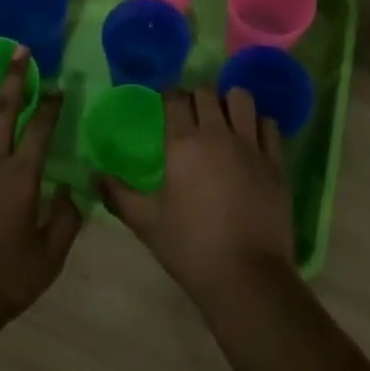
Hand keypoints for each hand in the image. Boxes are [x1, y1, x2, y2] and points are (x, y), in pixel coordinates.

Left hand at [0, 47, 81, 333]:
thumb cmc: (4, 281)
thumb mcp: (49, 259)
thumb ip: (66, 222)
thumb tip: (74, 192)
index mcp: (22, 178)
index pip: (40, 130)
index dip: (50, 105)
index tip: (57, 85)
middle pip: (4, 111)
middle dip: (15, 78)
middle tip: (21, 50)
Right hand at [100, 86, 294, 305]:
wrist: (247, 278)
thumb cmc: (191, 248)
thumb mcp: (147, 223)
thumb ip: (118, 194)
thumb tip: (93, 175)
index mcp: (183, 143)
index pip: (175, 97)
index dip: (169, 96)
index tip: (166, 106)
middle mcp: (217, 134)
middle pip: (207, 92)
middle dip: (198, 96)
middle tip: (193, 115)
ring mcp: (251, 146)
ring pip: (242, 98)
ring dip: (230, 102)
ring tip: (225, 120)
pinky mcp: (276, 163)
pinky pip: (269, 125)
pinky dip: (259, 124)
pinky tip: (252, 139)